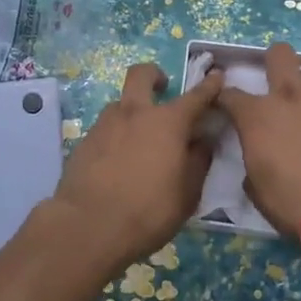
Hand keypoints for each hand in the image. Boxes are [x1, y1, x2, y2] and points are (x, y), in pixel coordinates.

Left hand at [45, 63, 222, 272]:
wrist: (88, 226)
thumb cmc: (148, 210)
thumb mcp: (187, 193)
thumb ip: (198, 161)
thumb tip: (203, 141)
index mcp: (168, 122)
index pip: (195, 96)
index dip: (209, 85)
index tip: (216, 75)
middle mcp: (135, 113)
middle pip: (141, 75)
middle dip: (154, 75)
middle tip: (163, 87)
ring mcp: (105, 124)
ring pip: (121, 103)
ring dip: (133, 110)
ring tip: (141, 139)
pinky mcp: (85, 141)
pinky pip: (106, 129)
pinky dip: (117, 136)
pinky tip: (119, 161)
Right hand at [217, 42, 300, 236]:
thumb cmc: (294, 203)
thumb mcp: (259, 191)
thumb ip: (254, 167)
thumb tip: (258, 163)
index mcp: (259, 116)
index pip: (231, 95)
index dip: (225, 98)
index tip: (225, 104)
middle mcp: (292, 97)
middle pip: (280, 54)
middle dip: (274, 60)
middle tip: (277, 81)